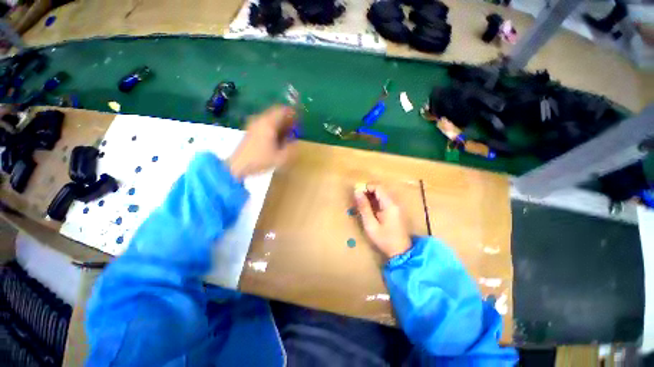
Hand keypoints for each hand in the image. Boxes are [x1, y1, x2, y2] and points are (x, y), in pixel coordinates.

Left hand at [228, 105, 295, 178]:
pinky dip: (273, 127)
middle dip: (287, 119)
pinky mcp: (251, 130)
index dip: (293, 113)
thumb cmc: (260, 160)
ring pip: (271, 118)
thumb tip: (295, 142)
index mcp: (268, 123)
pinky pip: (265, 123)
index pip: (283, 110)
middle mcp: (260, 120)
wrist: (238, 165)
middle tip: (295, 129)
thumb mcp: (281, 158)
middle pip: (276, 113)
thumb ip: (291, 148)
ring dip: (280, 124)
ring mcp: (254, 124)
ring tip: (287, 135)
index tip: (299, 121)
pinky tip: (277, 138)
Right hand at [355, 184, 411, 258]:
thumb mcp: (370, 224)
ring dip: (372, 195)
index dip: (367, 187)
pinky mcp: (397, 210)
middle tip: (359, 199)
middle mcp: (395, 202)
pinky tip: (371, 209)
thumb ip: (364, 207)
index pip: (378, 187)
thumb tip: (357, 192)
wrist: (401, 251)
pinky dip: (377, 200)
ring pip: (383, 194)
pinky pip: (386, 200)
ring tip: (363, 204)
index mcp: (390, 204)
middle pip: (381, 189)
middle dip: (369, 191)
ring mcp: (397, 206)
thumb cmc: (384, 239)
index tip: (357, 193)